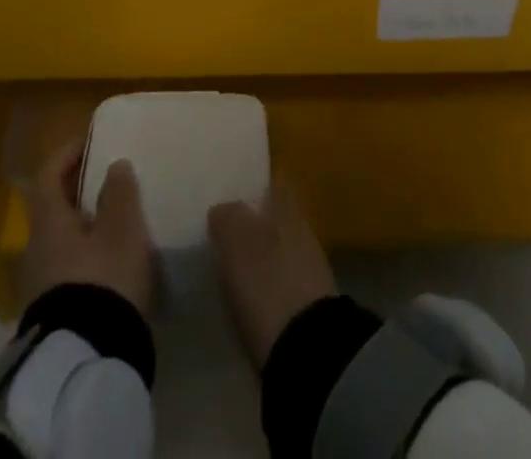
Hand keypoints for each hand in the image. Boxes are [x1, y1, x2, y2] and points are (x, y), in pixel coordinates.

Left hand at [20, 141, 155, 314]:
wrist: (87, 360)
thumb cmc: (104, 278)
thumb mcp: (122, 228)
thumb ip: (119, 192)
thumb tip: (113, 165)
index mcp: (48, 222)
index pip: (47, 175)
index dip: (67, 153)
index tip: (90, 140)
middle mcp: (36, 249)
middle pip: (53, 208)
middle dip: (79, 190)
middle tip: (109, 178)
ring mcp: (41, 284)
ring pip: (61, 239)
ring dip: (85, 223)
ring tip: (117, 219)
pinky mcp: (55, 312)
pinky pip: (69, 266)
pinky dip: (88, 253)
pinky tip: (112, 259)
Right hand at [208, 183, 338, 366]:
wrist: (305, 349)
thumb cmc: (267, 282)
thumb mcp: (236, 242)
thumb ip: (227, 216)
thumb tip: (222, 208)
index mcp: (287, 207)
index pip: (275, 182)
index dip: (256, 183)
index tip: (233, 188)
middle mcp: (302, 229)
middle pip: (276, 216)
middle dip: (255, 220)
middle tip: (223, 228)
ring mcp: (308, 267)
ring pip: (279, 247)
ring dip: (260, 253)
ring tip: (230, 263)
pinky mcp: (307, 303)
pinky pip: (281, 279)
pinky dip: (266, 282)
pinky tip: (247, 294)